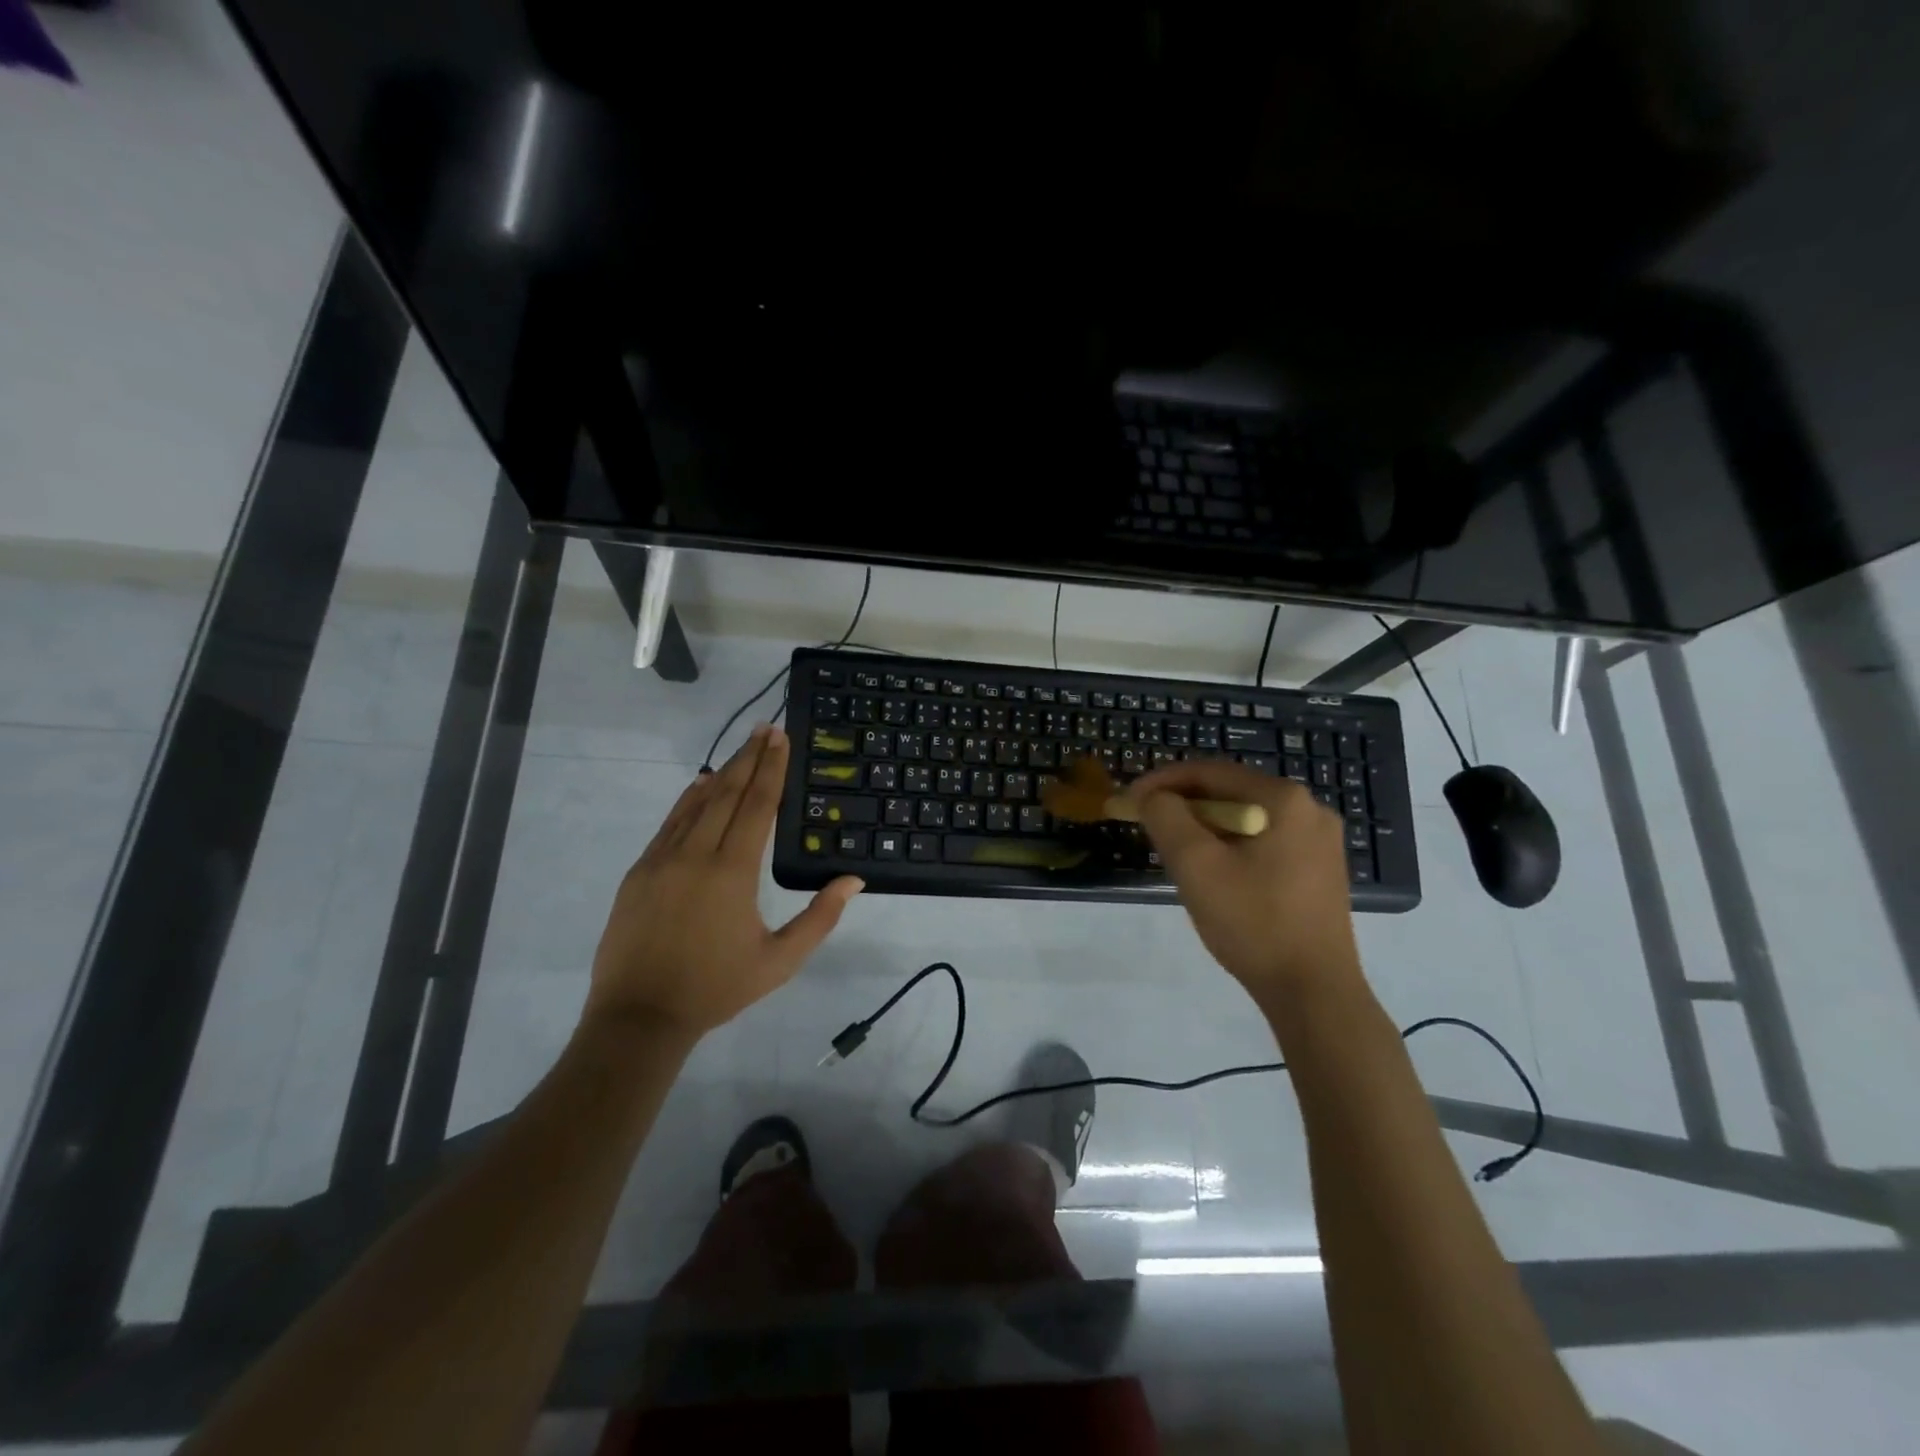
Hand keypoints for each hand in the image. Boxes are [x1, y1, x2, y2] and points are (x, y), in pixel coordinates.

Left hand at [585, 724, 862, 1041]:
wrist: (639, 1016)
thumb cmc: (717, 988)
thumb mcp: (780, 960)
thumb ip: (820, 918)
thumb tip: (853, 880)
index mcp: (733, 872)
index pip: (758, 805)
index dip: (771, 768)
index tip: (780, 738)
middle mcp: (697, 853)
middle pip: (728, 793)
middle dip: (750, 758)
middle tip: (766, 728)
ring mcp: (662, 859)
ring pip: (697, 803)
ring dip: (723, 772)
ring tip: (742, 748)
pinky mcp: (640, 871)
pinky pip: (670, 823)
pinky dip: (689, 799)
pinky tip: (701, 784)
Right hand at [1128, 760, 1362, 1004]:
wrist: (1314, 992)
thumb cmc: (1253, 923)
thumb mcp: (1196, 865)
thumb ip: (1166, 817)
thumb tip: (1152, 796)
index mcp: (1284, 799)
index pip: (1210, 772)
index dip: (1162, 781)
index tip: (1129, 799)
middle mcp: (1310, 808)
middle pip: (1230, 792)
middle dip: (1183, 805)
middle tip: (1148, 824)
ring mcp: (1320, 840)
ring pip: (1246, 818)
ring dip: (1205, 826)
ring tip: (1174, 850)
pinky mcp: (1320, 869)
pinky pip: (1264, 840)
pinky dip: (1231, 845)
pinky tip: (1214, 872)